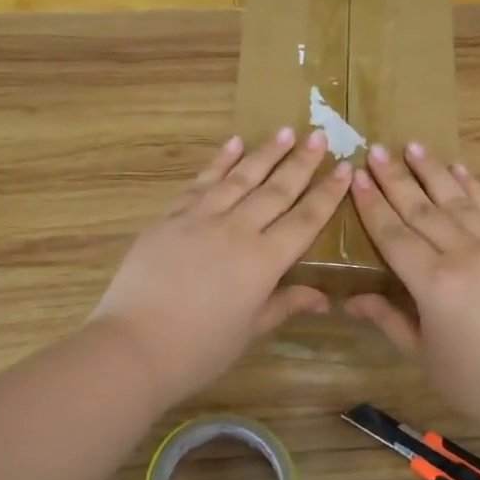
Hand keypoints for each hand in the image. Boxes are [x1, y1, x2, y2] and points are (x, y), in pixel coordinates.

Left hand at [91, 128, 351, 405]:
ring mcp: (201, 218)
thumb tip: (325, 298)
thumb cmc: (200, 349)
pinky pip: (201, 182)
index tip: (345, 169)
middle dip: (302, 163)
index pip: (305, 221)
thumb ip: (285, 304)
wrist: (134, 345)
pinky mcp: (171, 217)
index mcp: (264, 261)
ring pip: (241, 178)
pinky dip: (219, 162)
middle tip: (320, 135)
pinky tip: (233, 143)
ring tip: (286, 131)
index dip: (327, 195)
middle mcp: (237, 230)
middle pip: (276, 190)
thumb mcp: (250, 330)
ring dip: (265, 152)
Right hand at [347, 143, 479, 436]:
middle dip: (395, 178)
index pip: (393, 234)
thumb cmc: (473, 380)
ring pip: (455, 201)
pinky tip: (459, 169)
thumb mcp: (423, 353)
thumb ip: (388, 319)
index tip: (355, 175)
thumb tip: (351, 299)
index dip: (372, 205)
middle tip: (375, 150)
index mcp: (433, 283)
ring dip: (432, 172)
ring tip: (412, 146)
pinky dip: (472, 187)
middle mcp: (462, 255)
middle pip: (421, 209)